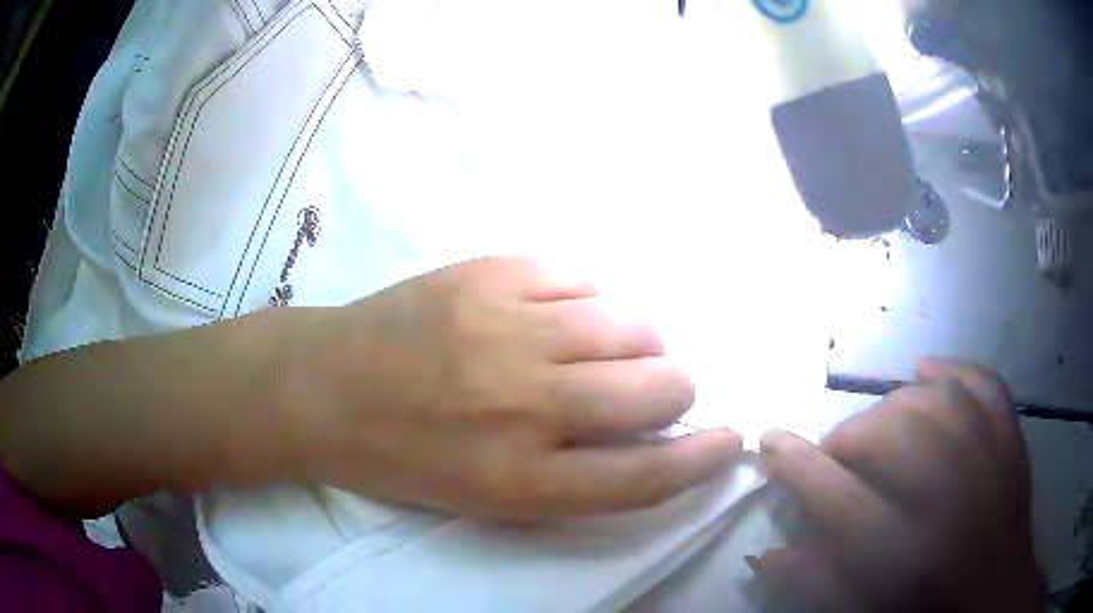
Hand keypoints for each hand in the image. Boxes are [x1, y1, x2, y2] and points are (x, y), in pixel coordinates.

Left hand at [287, 257, 741, 520]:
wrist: (326, 387)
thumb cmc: (405, 457)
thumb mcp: (488, 498)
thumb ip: (574, 474)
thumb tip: (645, 428)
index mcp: (520, 479)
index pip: (647, 474)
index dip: (703, 457)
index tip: (730, 438)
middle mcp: (524, 404)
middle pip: (656, 388)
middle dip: (674, 388)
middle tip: (655, 386)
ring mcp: (506, 327)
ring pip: (629, 322)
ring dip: (638, 339)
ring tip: (607, 345)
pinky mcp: (487, 273)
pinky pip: (579, 276)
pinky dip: (586, 299)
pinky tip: (558, 312)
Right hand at [754, 359, 1039, 611]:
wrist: (994, 598)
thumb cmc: (925, 611)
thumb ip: (812, 585)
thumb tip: (764, 552)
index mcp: (905, 556)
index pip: (836, 497)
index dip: (794, 464)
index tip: (769, 441)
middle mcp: (950, 499)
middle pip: (887, 435)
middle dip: (846, 438)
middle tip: (836, 457)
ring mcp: (989, 460)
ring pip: (932, 400)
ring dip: (891, 407)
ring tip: (878, 428)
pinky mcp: (1011, 439)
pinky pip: (982, 383)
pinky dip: (951, 370)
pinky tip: (925, 373)